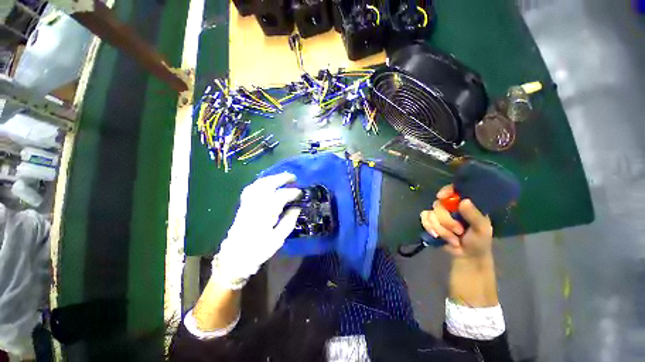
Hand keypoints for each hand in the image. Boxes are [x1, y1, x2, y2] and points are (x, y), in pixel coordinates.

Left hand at [214, 172, 301, 288]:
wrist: (234, 259)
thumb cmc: (258, 250)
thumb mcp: (278, 239)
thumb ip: (288, 221)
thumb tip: (297, 208)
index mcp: (265, 214)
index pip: (281, 196)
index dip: (292, 192)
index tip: (301, 192)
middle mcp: (255, 205)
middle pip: (268, 184)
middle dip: (282, 178)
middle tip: (293, 178)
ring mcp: (247, 203)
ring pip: (259, 184)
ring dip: (272, 178)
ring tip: (282, 178)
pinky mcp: (243, 205)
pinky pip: (251, 188)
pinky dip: (260, 183)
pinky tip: (266, 184)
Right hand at [420, 184, 492, 258]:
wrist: (467, 256)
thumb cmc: (479, 241)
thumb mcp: (482, 229)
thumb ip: (474, 215)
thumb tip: (464, 201)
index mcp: (464, 204)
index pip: (453, 190)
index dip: (446, 191)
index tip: (441, 196)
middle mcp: (450, 206)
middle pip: (438, 205)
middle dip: (446, 221)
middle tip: (458, 231)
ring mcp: (439, 214)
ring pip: (430, 214)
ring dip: (441, 229)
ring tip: (453, 239)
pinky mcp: (431, 222)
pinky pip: (424, 219)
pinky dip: (429, 228)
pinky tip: (437, 236)